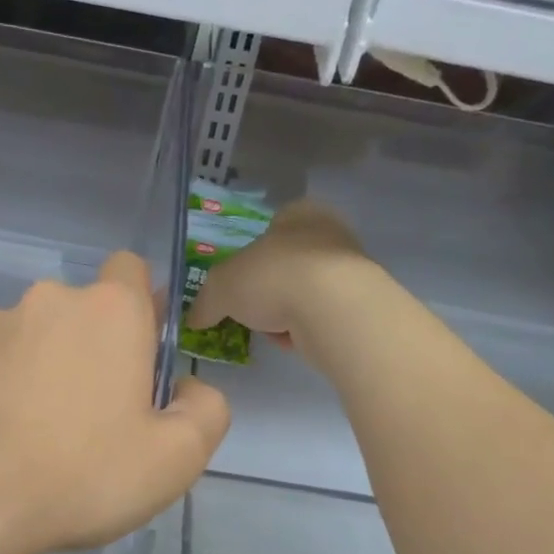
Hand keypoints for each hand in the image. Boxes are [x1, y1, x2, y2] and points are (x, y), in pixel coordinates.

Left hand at [0, 252, 229, 553]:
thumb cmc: (84, 471)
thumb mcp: (177, 457)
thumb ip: (206, 410)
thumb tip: (188, 388)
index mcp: (109, 311)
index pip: (131, 270)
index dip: (142, 308)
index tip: (142, 359)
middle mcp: (48, 302)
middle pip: (83, 312)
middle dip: (95, 349)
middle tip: (98, 416)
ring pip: (36, 339)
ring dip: (46, 370)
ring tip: (42, 437)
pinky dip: (3, 390)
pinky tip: (1, 442)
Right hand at [187, 201, 374, 360]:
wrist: (332, 309)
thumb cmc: (273, 277)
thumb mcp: (221, 287)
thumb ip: (205, 302)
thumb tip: (194, 318)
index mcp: (298, 213)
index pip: (272, 227)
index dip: (251, 255)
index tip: (239, 283)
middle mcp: (328, 233)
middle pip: (286, 264)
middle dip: (266, 291)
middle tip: (250, 310)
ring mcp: (349, 269)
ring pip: (303, 293)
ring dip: (284, 314)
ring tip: (271, 330)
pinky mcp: (359, 305)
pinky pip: (320, 318)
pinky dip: (304, 330)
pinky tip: (294, 340)